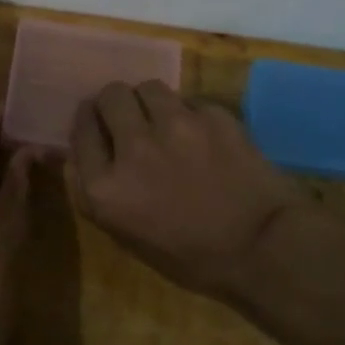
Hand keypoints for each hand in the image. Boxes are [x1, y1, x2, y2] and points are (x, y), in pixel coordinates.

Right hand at [67, 81, 307, 299]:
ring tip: (165, 120)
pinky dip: (191, 116)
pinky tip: (204, 137)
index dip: (89, 123)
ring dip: (151, 102)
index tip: (98, 124)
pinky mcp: (212, 116)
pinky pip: (190, 102)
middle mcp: (134, 147)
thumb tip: (80, 153)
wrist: (264, 250)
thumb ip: (96, 191)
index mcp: (106, 187)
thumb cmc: (191, 257)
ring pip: (149, 87)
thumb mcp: (127, 236)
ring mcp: (176, 126)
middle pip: (110, 96)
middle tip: (130, 119)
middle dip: (116, 104)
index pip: (81, 129)